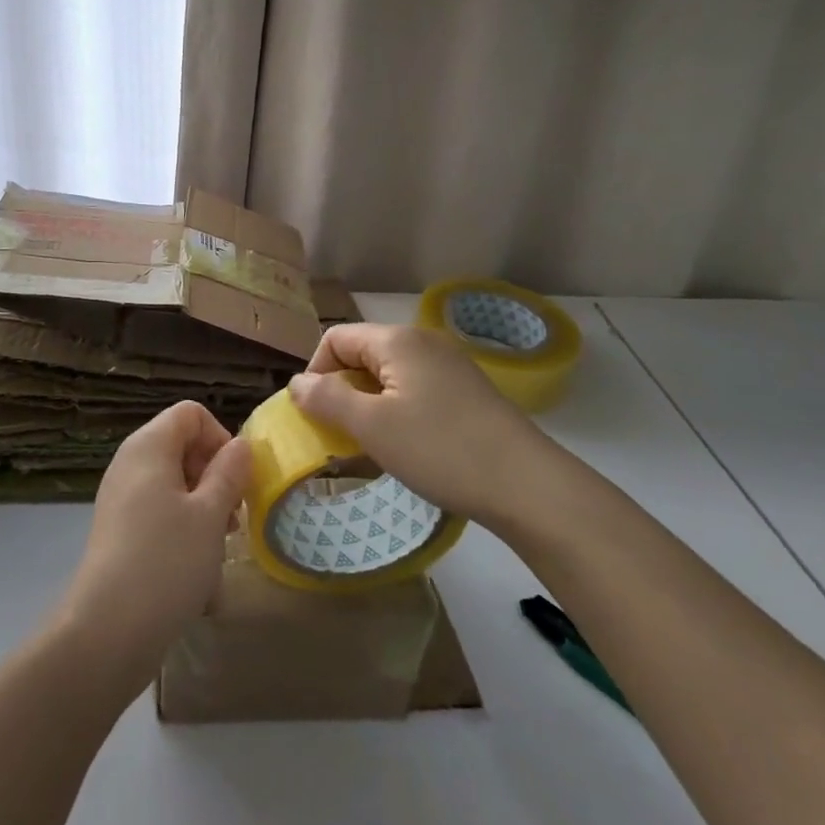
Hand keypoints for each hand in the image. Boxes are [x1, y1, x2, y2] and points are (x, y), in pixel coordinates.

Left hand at [53, 401, 250, 696]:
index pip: (190, 413)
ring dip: (203, 508)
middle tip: (233, 517)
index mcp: (149, 446)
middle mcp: (130, 463)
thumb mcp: (210, 514)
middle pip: (182, 447)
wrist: (108, 629)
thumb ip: (230, 473)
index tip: (237, 479)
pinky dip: (182, 531)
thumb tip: (241, 445)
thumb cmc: (167, 561)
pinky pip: (159, 514)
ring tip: (219, 547)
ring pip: (174, 485)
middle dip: (215, 476)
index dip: (220, 437)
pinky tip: (196, 572)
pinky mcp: (119, 531)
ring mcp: (121, 498)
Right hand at [288, 323, 560, 528]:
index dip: (316, 372)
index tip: (315, 415)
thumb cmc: (440, 449)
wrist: (528, 486)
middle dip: (341, 391)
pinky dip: (398, 413)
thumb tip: (296, 382)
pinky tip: (405, 449)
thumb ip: (326, 399)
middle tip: (338, 436)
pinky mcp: (468, 393)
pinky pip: (416, 392)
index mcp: (397, 340)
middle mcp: (424, 342)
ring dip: (368, 407)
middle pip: (362, 355)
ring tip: (369, 447)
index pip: (335, 338)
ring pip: (389, 377)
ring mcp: (450, 367)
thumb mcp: (371, 426)